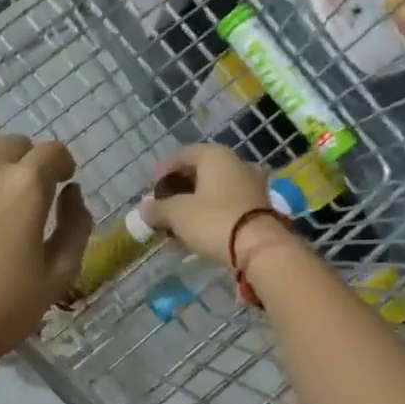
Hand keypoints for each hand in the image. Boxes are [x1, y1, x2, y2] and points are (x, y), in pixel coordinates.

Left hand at [0, 129, 92, 374]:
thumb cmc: (1, 313)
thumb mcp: (58, 275)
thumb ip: (76, 225)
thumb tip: (71, 192)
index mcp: (23, 185)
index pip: (52, 151)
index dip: (61, 165)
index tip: (59, 182)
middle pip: (11, 144)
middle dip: (25, 163)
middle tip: (19, 195)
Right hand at [137, 143, 292, 268]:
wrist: (259, 248)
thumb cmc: (214, 220)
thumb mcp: (177, 214)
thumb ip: (158, 208)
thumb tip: (144, 209)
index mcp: (216, 156)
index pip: (183, 154)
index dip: (164, 169)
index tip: (151, 186)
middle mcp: (237, 163)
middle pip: (201, 171)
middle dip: (180, 188)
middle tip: (163, 204)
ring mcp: (252, 185)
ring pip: (215, 189)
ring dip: (195, 202)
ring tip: (178, 221)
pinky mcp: (260, 207)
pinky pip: (228, 204)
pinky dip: (211, 213)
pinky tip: (198, 229)